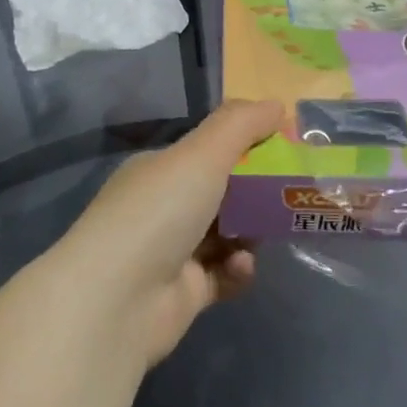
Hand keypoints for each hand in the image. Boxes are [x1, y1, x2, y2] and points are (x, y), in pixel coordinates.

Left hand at [59, 100, 282, 365]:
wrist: (117, 302)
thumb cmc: (160, 211)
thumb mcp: (203, 153)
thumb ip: (242, 124)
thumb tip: (278, 105)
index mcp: (159, 169)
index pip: (207, 150)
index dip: (245, 145)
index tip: (281, 146)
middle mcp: (162, 208)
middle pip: (221, 192)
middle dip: (256, 191)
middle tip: (289, 191)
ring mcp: (172, 253)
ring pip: (227, 234)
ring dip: (251, 231)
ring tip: (266, 231)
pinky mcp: (184, 294)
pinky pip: (224, 274)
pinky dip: (239, 269)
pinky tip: (242, 266)